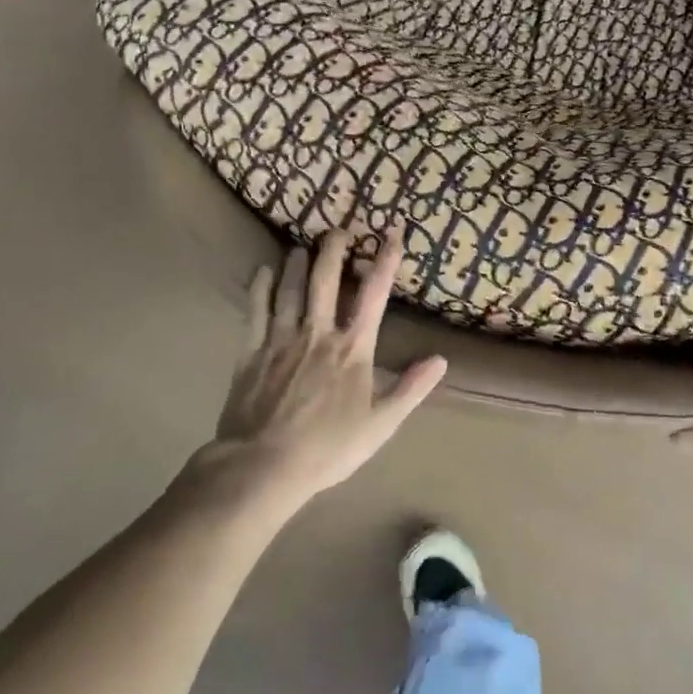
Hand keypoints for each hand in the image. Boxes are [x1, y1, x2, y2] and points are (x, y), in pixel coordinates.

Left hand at [204, 224, 447, 500]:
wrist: (265, 465)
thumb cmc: (329, 447)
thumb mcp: (381, 424)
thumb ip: (411, 389)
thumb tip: (440, 360)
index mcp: (353, 349)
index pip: (375, 296)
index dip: (385, 262)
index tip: (392, 234)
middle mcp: (319, 333)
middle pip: (326, 281)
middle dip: (334, 250)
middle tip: (337, 228)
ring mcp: (282, 339)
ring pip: (291, 289)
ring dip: (297, 263)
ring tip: (300, 245)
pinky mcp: (252, 352)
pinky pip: (255, 311)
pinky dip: (260, 288)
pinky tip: (262, 271)